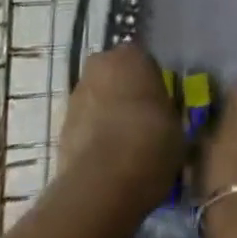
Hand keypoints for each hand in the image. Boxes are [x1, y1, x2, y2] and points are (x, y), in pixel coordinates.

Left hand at [60, 43, 184, 214]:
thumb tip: (161, 116)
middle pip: (115, 75)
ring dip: (107, 115)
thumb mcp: (175, 123)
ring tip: (123, 146)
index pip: (144, 61)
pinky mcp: (61, 126)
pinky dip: (93, 137)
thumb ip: (164, 110)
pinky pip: (84, 125)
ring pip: (97, 99)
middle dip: (124, 93)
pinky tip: (108, 161)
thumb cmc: (150, 141)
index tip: (159, 104)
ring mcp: (77, 95)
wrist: (103, 182)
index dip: (151, 83)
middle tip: (141, 121)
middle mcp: (100, 65)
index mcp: (132, 55)